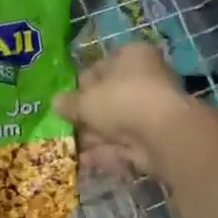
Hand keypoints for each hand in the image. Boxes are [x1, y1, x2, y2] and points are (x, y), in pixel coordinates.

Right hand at [54, 43, 193, 176]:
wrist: (162, 134)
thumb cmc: (121, 101)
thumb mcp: (84, 100)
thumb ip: (68, 103)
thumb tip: (55, 103)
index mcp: (132, 57)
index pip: (101, 66)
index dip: (81, 84)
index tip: (65, 101)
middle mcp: (146, 79)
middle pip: (109, 97)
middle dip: (87, 115)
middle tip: (65, 126)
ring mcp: (153, 110)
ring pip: (116, 123)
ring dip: (94, 136)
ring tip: (69, 147)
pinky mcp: (156, 137)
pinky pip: (125, 143)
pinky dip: (106, 151)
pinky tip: (84, 161)